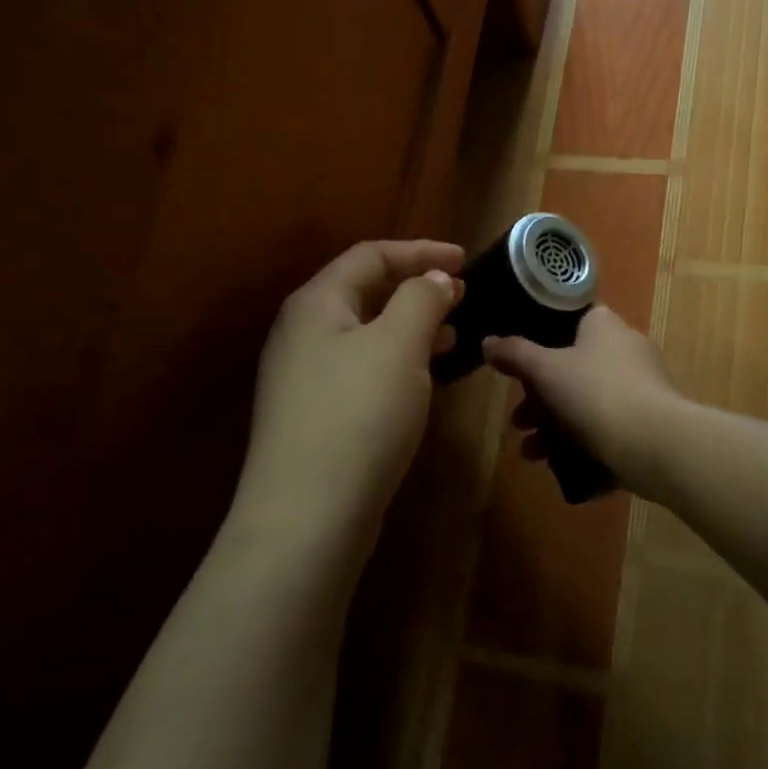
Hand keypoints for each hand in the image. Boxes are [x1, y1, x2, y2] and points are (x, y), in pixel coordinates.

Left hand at [235, 239, 463, 556]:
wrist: (308, 517)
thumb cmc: (358, 415)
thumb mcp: (398, 346)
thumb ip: (421, 301)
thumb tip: (435, 279)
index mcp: (316, 304)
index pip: (370, 256)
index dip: (420, 251)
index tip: (465, 261)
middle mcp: (302, 333)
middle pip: (364, 292)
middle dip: (415, 288)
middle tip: (461, 295)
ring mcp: (305, 377)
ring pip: (366, 333)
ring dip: (410, 326)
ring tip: (453, 333)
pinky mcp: (316, 415)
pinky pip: (363, 368)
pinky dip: (397, 360)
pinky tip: (423, 377)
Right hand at [483, 307, 685, 486]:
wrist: (654, 445)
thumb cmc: (595, 393)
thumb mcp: (544, 370)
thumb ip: (514, 354)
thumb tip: (488, 341)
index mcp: (605, 326)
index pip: (572, 319)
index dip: (543, 336)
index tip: (520, 360)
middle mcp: (627, 349)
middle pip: (574, 367)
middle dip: (539, 397)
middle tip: (518, 419)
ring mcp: (641, 388)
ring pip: (587, 402)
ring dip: (554, 426)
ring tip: (529, 452)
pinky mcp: (649, 423)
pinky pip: (606, 429)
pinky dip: (581, 444)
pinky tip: (557, 466)